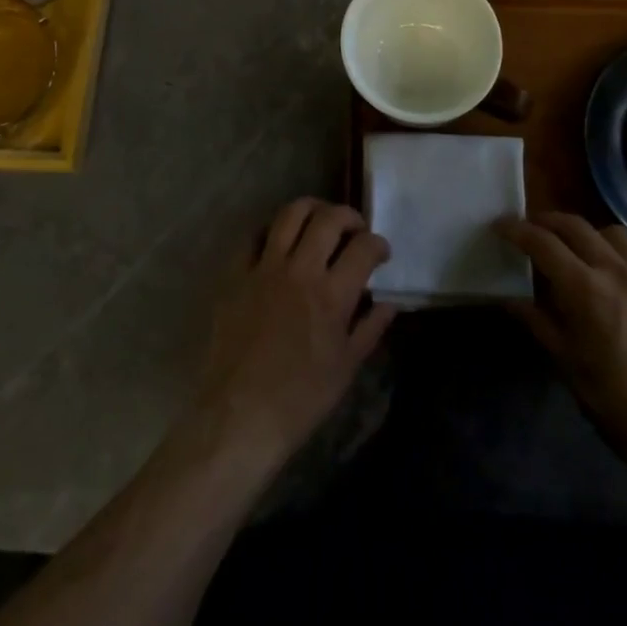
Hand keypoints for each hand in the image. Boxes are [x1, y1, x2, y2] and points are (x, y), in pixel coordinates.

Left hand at [190, 199, 396, 471]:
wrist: (240, 416)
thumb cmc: (300, 398)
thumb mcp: (346, 368)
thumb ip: (370, 328)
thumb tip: (389, 302)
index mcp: (331, 295)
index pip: (364, 248)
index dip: (378, 244)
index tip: (381, 252)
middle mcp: (300, 270)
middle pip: (328, 219)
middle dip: (349, 216)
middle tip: (355, 229)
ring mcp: (265, 268)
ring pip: (290, 215)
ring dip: (311, 209)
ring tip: (320, 220)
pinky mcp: (237, 274)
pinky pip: (254, 236)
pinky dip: (271, 231)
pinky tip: (280, 241)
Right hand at [499, 212, 626, 483]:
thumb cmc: (614, 402)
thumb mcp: (566, 363)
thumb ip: (537, 322)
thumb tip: (510, 299)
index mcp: (586, 289)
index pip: (542, 243)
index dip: (516, 230)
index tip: (499, 226)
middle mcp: (617, 271)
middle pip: (575, 225)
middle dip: (547, 222)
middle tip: (531, 230)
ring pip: (611, 233)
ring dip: (586, 234)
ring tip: (576, 251)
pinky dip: (617, 257)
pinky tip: (614, 282)